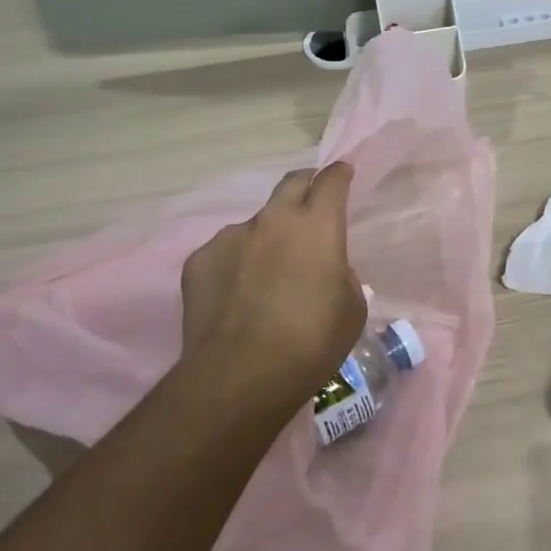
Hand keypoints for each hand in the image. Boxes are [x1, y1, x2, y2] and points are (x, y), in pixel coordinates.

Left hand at [179, 163, 365, 409]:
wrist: (239, 376)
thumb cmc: (310, 344)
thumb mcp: (351, 310)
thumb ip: (341, 275)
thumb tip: (325, 268)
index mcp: (317, 226)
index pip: (331, 180)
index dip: (339, 174)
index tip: (343, 174)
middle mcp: (273, 219)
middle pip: (291, 183)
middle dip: (305, 186)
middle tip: (311, 204)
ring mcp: (231, 236)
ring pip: (256, 223)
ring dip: (268, 236)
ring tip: (267, 273)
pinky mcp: (200, 259)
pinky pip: (226, 252)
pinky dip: (237, 263)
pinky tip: (237, 295)